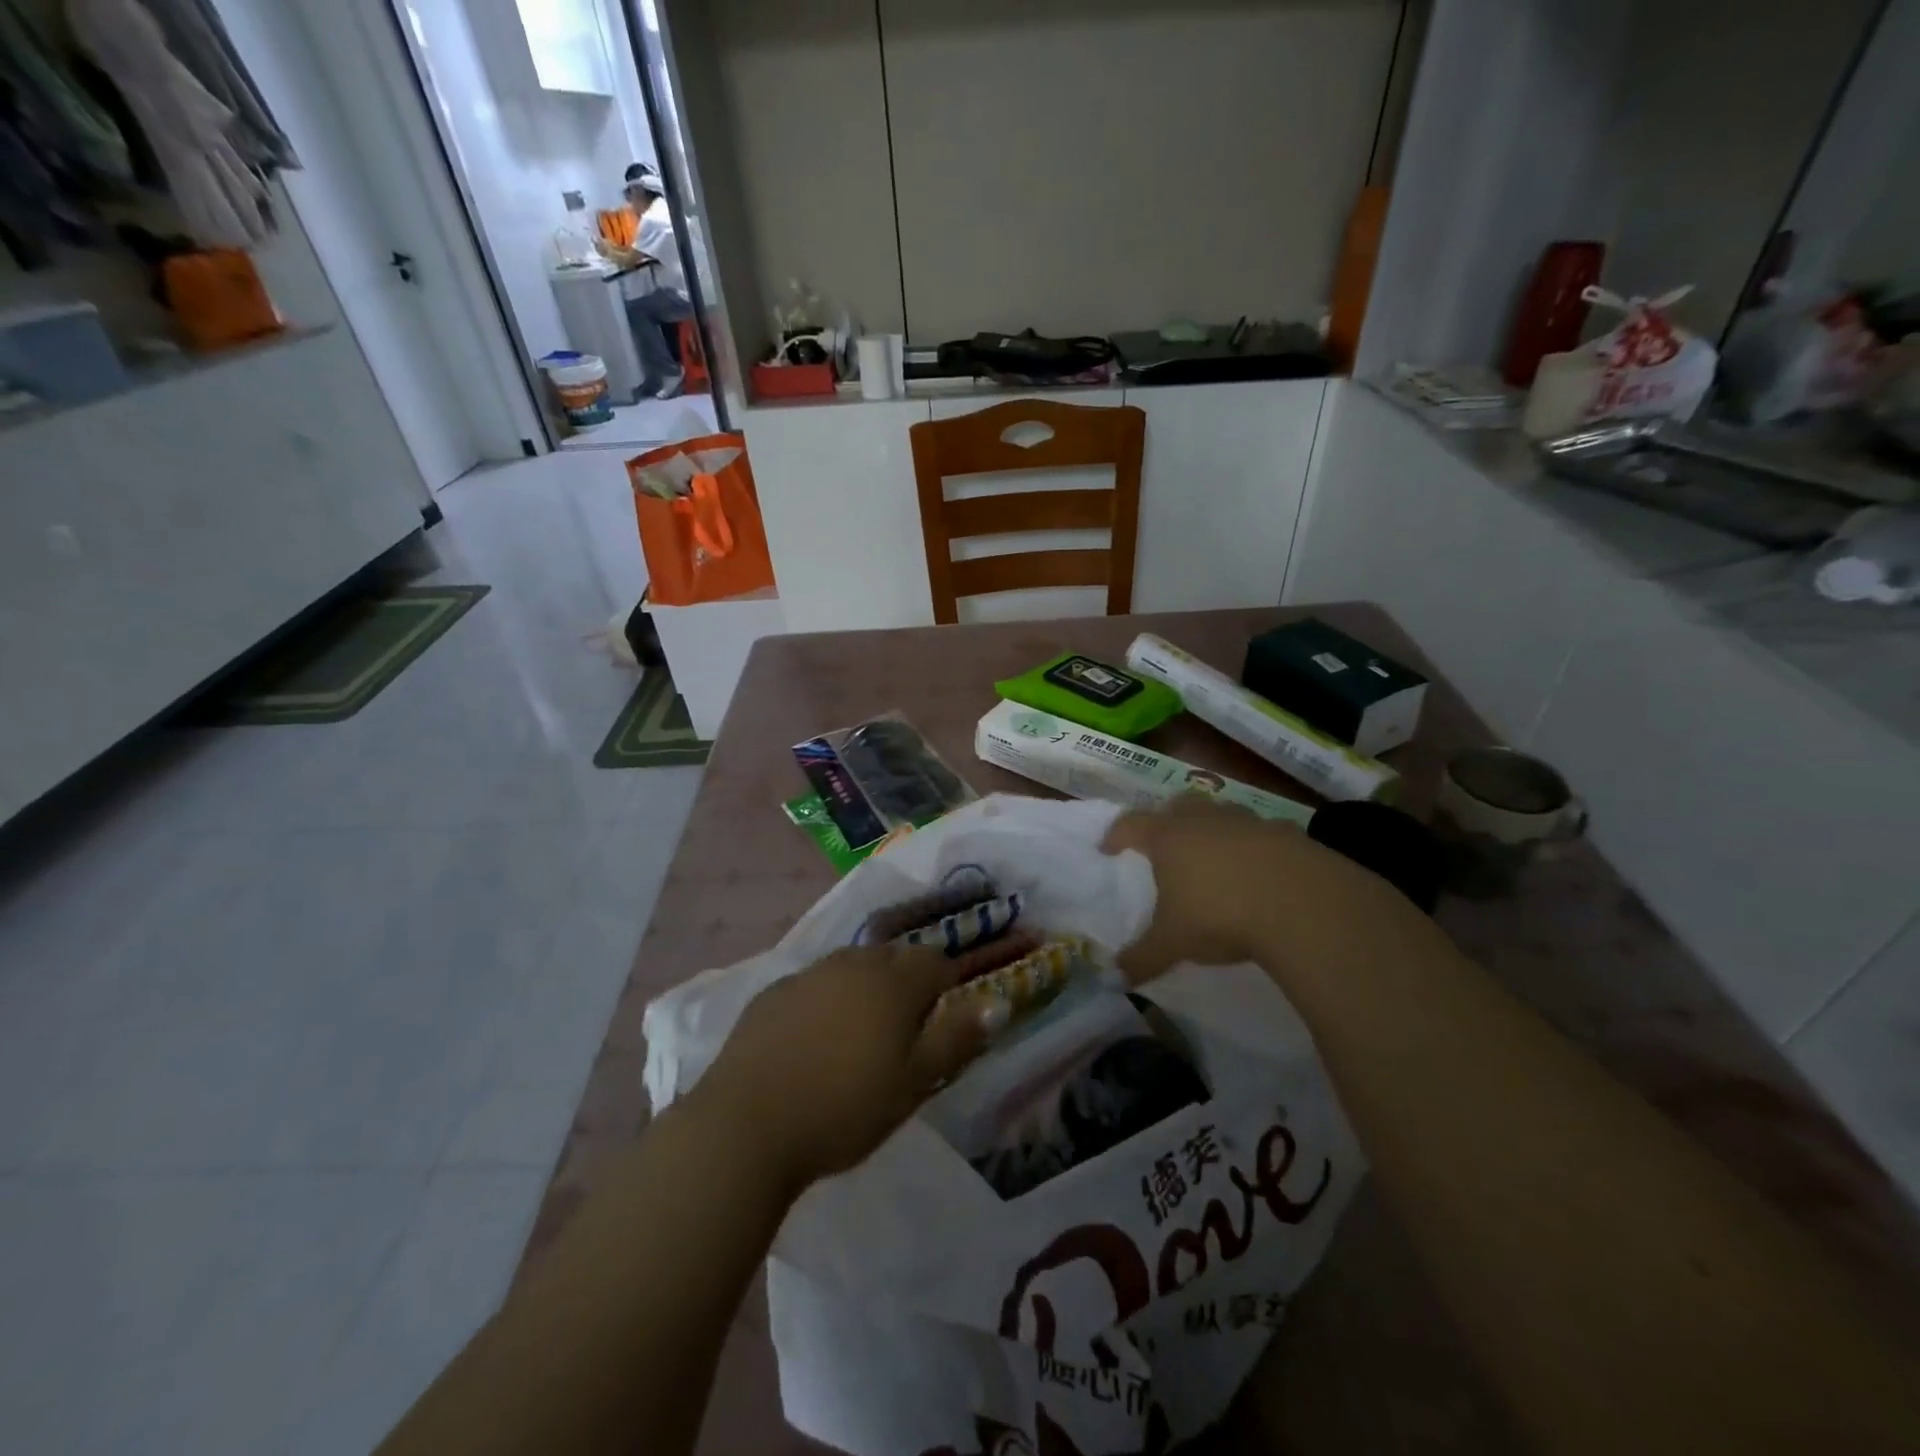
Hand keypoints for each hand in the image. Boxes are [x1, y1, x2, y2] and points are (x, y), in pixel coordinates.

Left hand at [692, 936, 1034, 1192]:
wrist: (746, 1125)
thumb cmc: (844, 1108)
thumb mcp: (914, 1083)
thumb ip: (957, 1038)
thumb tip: (997, 1001)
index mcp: (893, 981)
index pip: (935, 963)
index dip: (947, 986)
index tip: (943, 1021)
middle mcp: (853, 963)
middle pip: (893, 958)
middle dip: (906, 982)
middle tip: (904, 1030)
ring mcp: (809, 974)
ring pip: (852, 966)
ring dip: (865, 987)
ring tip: (860, 1032)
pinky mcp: (773, 993)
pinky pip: (814, 984)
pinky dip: (825, 999)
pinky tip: (813, 1038)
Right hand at [1102, 795, 1408, 985]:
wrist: (1303, 904)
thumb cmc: (1220, 915)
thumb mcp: (1173, 944)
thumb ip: (1142, 958)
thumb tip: (1115, 977)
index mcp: (1168, 836)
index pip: (1130, 824)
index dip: (1116, 835)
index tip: (1108, 848)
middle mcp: (1204, 819)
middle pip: (1177, 805)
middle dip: (1166, 821)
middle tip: (1164, 846)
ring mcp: (1247, 822)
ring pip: (1221, 815)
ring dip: (1212, 831)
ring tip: (1213, 861)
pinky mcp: (1286, 833)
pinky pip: (1261, 834)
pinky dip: (1254, 848)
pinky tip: (1259, 875)